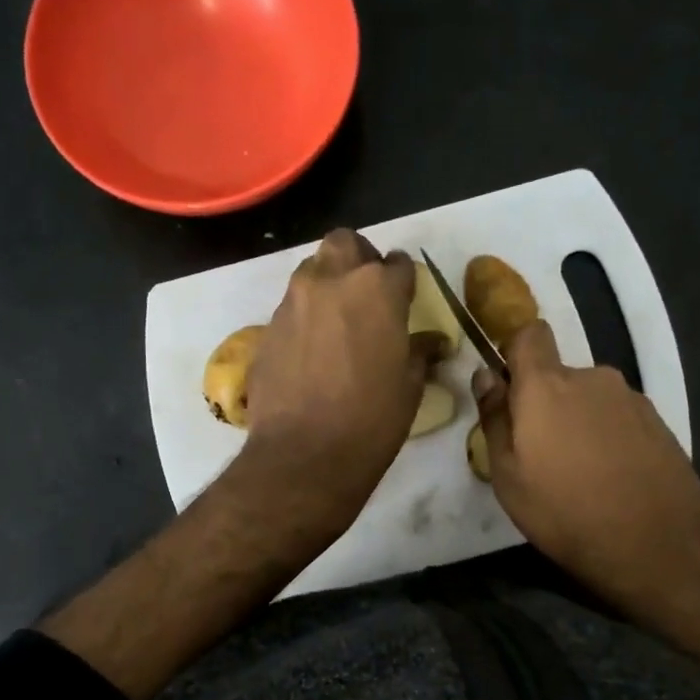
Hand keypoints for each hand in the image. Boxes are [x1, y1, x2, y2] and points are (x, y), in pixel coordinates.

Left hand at [242, 228, 439, 536]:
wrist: (304, 455)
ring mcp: (293, 303)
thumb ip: (419, 352)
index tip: (405, 299)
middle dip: (359, 259)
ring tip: (337, 321)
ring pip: (311, 271)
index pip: (398, 264)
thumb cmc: (371, 421)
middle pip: (345, 243)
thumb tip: (433, 343)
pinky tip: (311, 351)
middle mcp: (332, 282)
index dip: (404, 281)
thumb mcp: (409, 387)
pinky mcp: (267, 329)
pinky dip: (305, 318)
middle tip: (367, 292)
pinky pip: (290, 308)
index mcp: (378, 290)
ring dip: (328, 284)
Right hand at [473, 320, 699, 644]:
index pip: (530, 333)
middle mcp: (592, 378)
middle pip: (558, 375)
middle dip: (546, 403)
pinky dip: (608, 437)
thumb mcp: (507, 476)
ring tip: (579, 473)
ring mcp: (631, 399)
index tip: (509, 387)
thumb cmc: (565, 513)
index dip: (515, 351)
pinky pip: (618, 417)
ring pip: (589, 398)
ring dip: (578, 422)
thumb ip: (495, 418)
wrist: (657, 547)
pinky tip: (611, 478)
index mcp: (547, 386)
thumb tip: (486, 375)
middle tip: (541, 455)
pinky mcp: (659, 422)